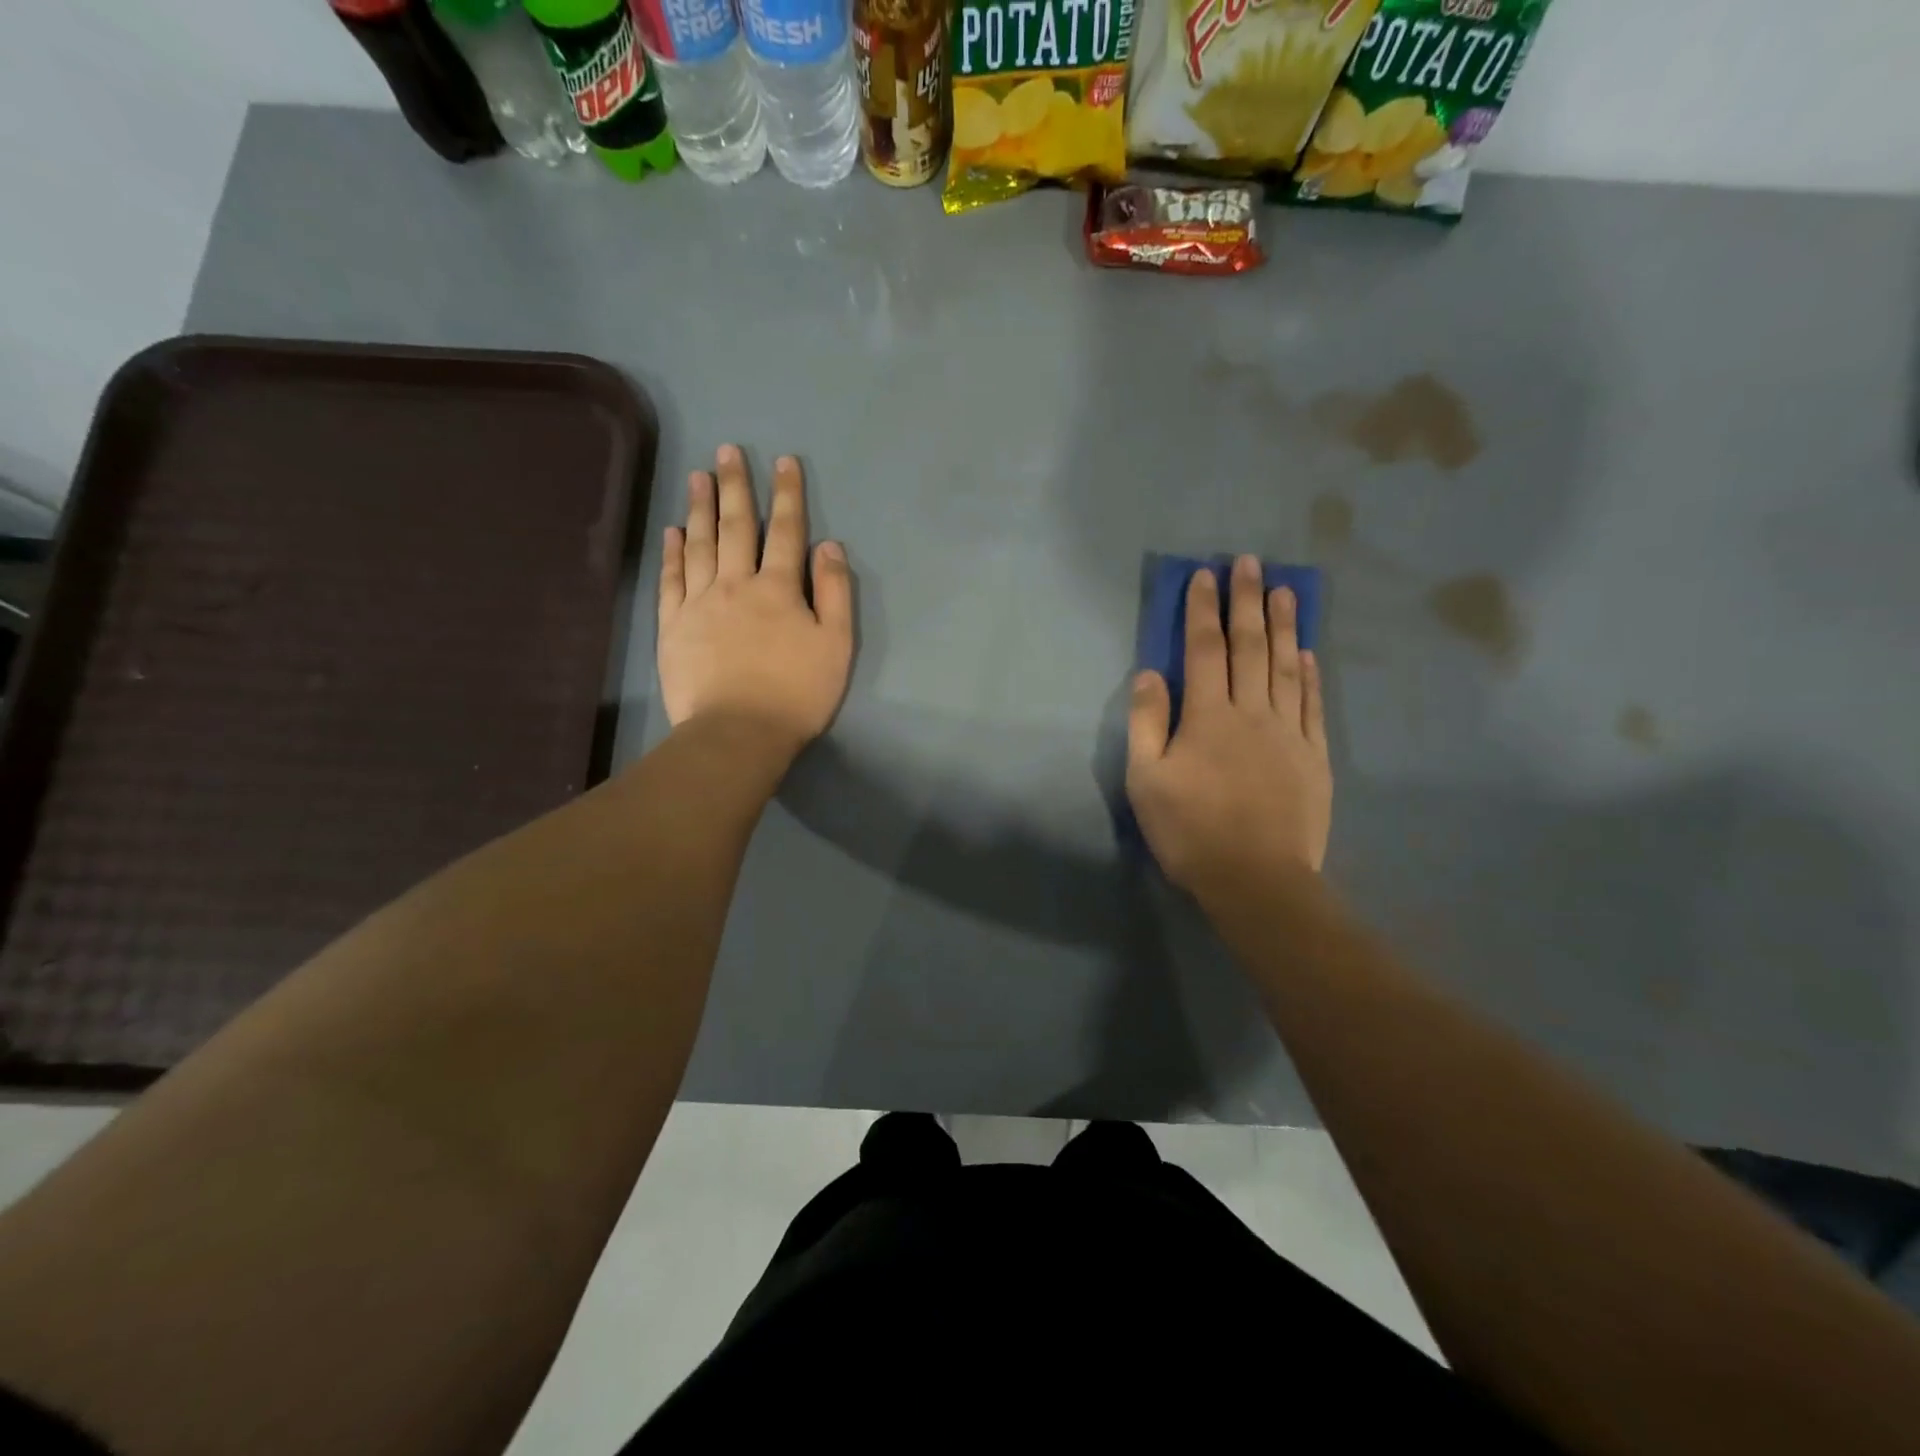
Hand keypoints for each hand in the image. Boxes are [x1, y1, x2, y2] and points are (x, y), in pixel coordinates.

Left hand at [658, 446, 852, 758]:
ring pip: (700, 545)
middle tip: (727, 451)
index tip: (784, 461)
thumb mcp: (836, 646)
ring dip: (701, 508)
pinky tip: (673, 532)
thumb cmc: (796, 693)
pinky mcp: (673, 626)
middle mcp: (736, 584)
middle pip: (737, 527)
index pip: (786, 531)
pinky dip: (673, 553)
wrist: (737, 733)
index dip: (787, 495)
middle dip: (736, 487)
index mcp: (779, 589)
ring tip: (698, 476)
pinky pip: (672, 579)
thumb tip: (829, 546)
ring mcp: (699, 603)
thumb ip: (835, 593)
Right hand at [1126, 555, 1331, 893]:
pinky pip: (1311, 705)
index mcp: (1207, 716)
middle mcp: (1252, 712)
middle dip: (1247, 601)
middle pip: (1250, 647)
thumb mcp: (1146, 780)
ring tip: (1286, 590)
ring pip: (1285, 667)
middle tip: (1251, 562)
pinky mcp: (1313, 757)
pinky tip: (1307, 653)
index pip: (1204, 650)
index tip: (1204, 575)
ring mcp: (1288, 733)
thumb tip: (1149, 674)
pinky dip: (1309, 675)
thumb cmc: (1190, 831)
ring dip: (1284, 626)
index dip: (1202, 610)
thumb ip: (1147, 724)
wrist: (1256, 879)